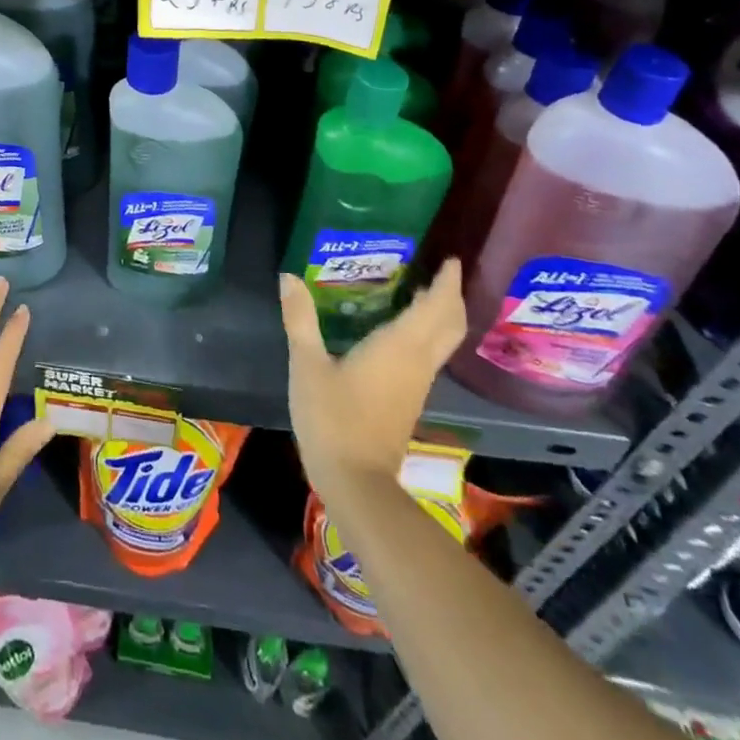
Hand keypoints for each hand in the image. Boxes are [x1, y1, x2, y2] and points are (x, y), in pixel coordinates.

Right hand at [279, 261, 466, 503]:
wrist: (356, 482)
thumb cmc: (333, 418)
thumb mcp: (307, 365)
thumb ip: (300, 319)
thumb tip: (289, 277)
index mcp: (399, 346)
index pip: (436, 306)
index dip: (447, 281)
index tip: (448, 257)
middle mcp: (418, 361)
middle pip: (450, 323)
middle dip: (451, 295)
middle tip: (439, 270)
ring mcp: (417, 383)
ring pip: (443, 340)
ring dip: (440, 314)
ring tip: (420, 290)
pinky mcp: (410, 399)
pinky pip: (429, 354)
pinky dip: (427, 333)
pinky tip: (401, 329)